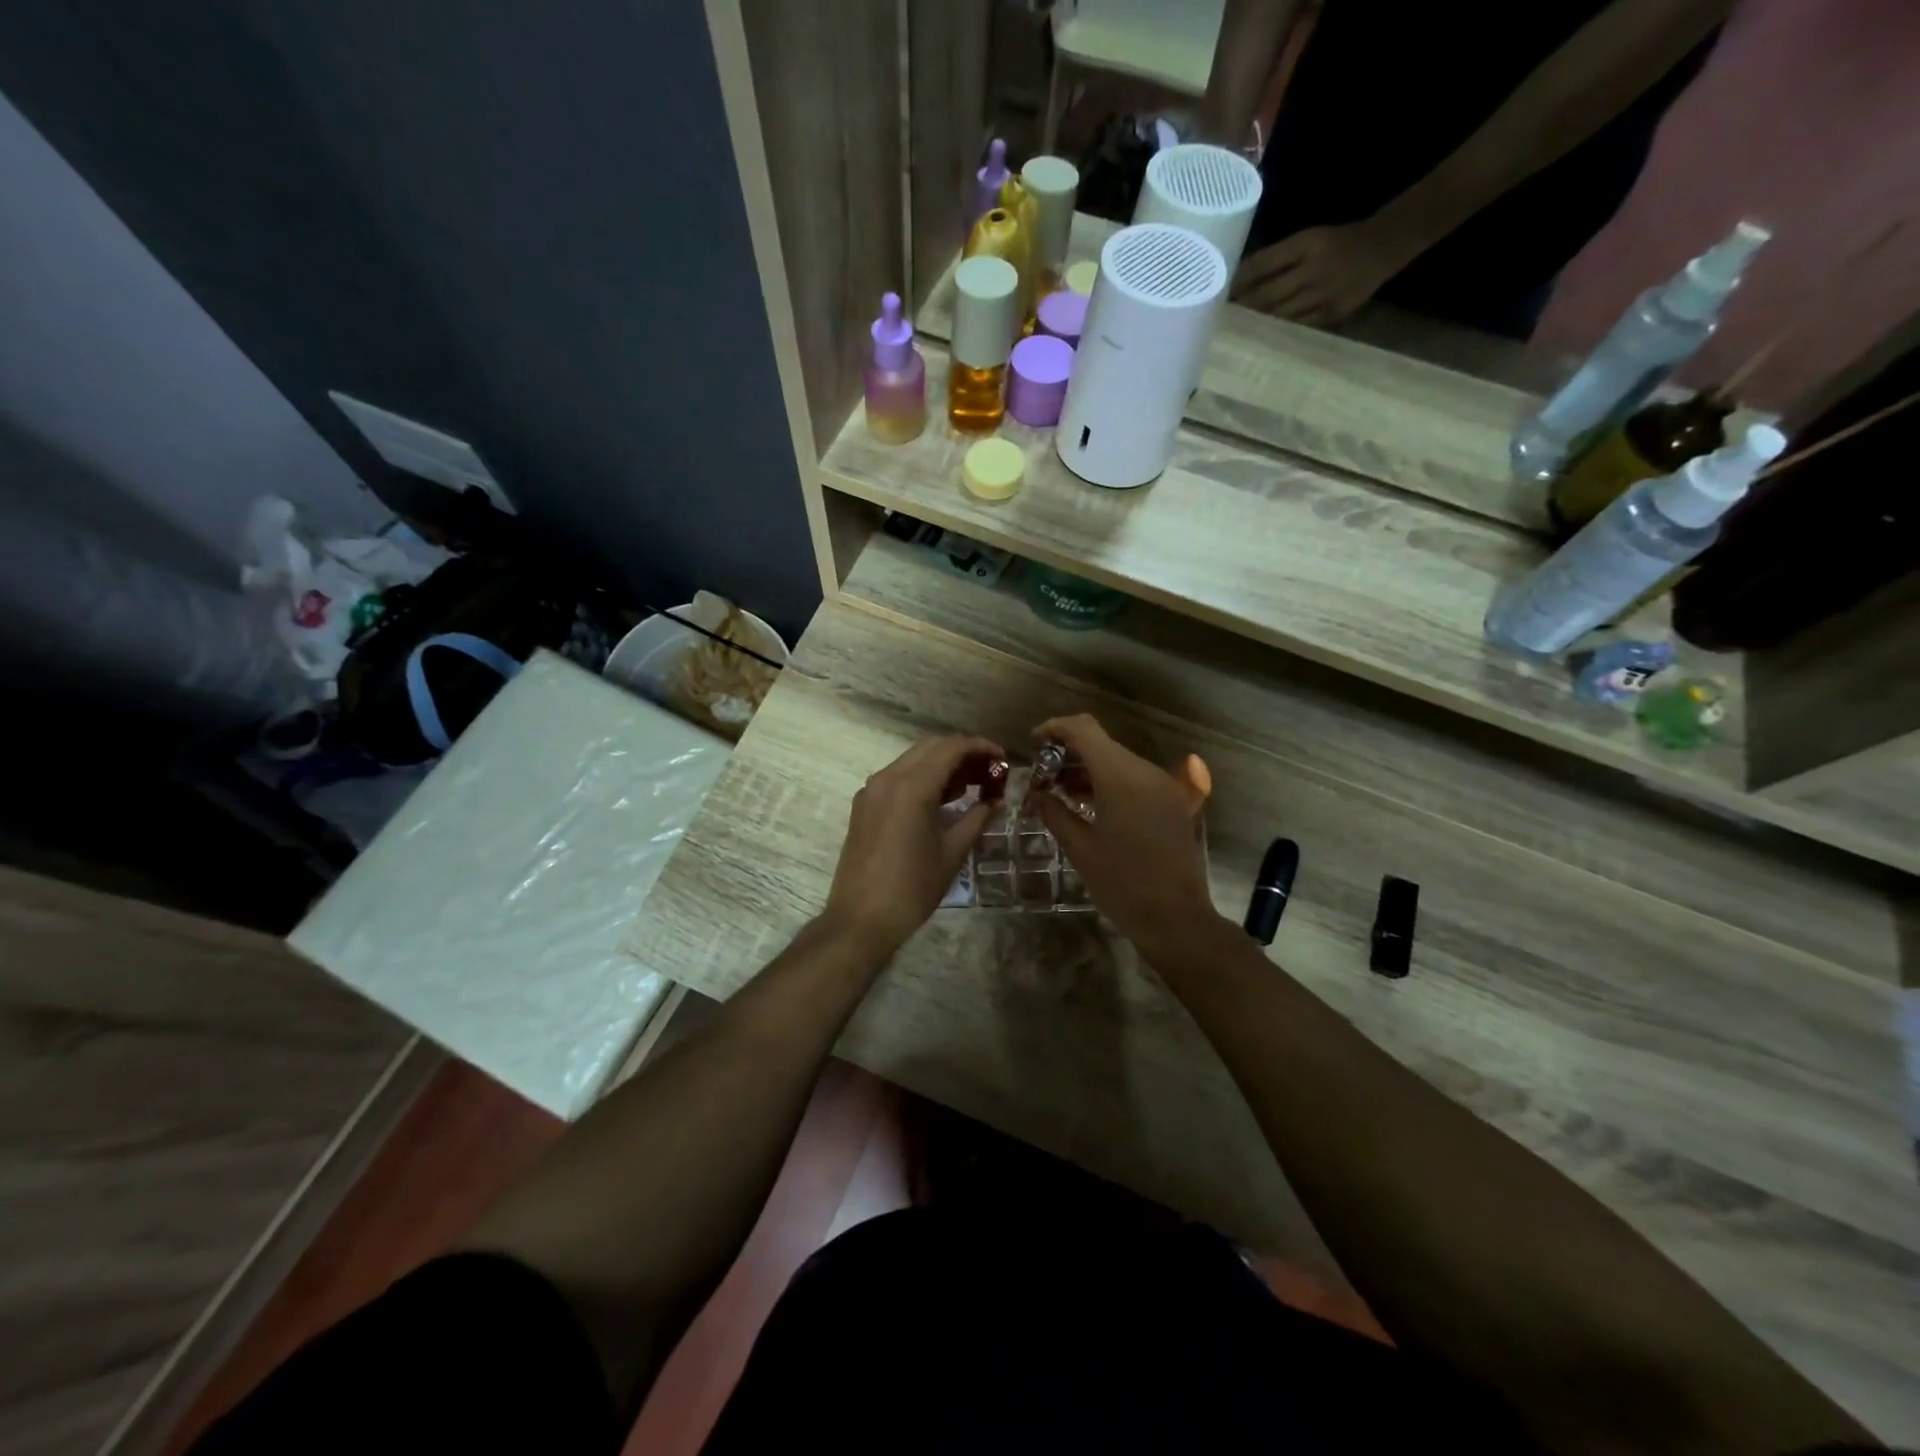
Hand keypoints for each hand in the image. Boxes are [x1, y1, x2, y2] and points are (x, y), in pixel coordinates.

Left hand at [823, 735, 1002, 959]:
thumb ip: (977, 819)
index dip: (980, 747)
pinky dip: (922, 777)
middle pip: (931, 747)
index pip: (951, 748)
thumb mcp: (952, 853)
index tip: (1002, 758)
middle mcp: (888, 778)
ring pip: (912, 760)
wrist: (860, 919)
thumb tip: (997, 801)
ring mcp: (871, 790)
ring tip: (973, 784)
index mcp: (911, 786)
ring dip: (942, 764)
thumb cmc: (912, 888)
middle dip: (962, 752)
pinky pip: (897, 777)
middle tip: (989, 771)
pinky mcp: (864, 805)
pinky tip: (943, 798)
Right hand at [1029, 715, 1223, 965]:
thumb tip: (1036, 793)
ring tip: (1059, 792)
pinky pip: (1133, 778)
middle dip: (1068, 752)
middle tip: (1042, 777)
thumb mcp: (1080, 849)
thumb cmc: (1122, 885)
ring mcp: (1162, 785)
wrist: (1177, 918)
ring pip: (1117, 760)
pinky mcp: (1170, 801)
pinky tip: (1088, 805)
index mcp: (1121, 778)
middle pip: (1101, 743)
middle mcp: (1145, 772)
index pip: (1084, 729)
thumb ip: (1054, 812)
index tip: (1033, 742)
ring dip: (1087, 768)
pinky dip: (1107, 782)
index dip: (1055, 728)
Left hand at [1233, 221, 1415, 326]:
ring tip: (1233, 333)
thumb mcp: (1307, 239)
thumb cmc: (1336, 243)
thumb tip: (1238, 280)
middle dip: (1242, 308)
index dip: (1239, 281)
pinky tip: (1261, 339)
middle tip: (1218, 320)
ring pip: (1280, 315)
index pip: (1263, 264)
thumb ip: (1276, 259)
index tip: (1218, 294)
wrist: (1384, 246)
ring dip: (1255, 325)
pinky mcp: (1332, 314)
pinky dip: (1277, 333)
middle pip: (1267, 295)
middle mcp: (1314, 269)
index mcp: (1307, 244)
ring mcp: (1324, 295)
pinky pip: (1297, 327)